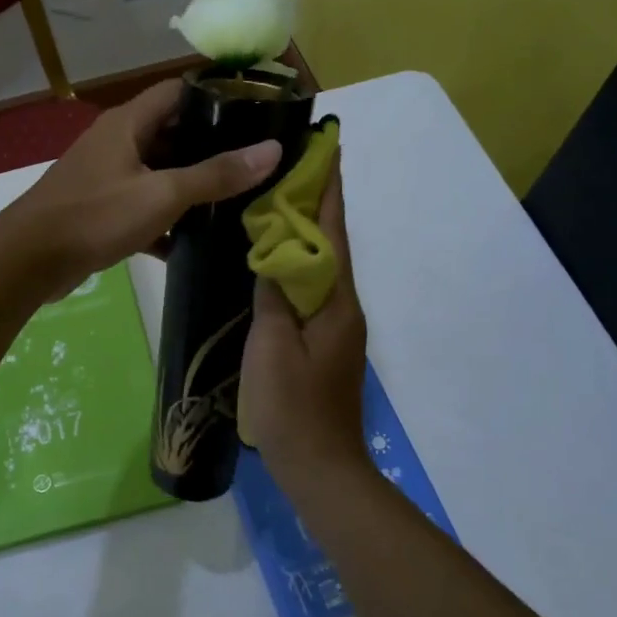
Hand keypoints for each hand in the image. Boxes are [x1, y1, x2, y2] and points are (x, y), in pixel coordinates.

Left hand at [4, 80, 281, 296]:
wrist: (29, 261)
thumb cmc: (96, 215)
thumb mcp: (162, 194)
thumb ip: (216, 174)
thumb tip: (272, 150)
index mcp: (128, 123)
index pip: (178, 91)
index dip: (215, 95)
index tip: (254, 110)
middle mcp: (116, 141)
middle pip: (171, 132)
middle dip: (210, 145)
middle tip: (252, 160)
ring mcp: (105, 176)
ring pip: (157, 172)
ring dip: (189, 185)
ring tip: (234, 198)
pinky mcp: (99, 209)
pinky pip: (141, 205)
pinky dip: (164, 219)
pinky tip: (192, 240)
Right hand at [240, 156, 372, 491]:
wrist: (321, 469)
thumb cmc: (294, 407)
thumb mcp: (272, 346)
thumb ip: (273, 296)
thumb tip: (274, 252)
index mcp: (336, 302)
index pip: (334, 231)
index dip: (329, 188)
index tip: (326, 147)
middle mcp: (344, 307)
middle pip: (331, 244)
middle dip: (316, 203)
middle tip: (289, 167)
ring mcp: (336, 328)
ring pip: (321, 267)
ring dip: (305, 233)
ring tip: (276, 203)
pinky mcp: (324, 345)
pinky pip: (311, 291)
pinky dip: (296, 266)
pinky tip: (273, 263)